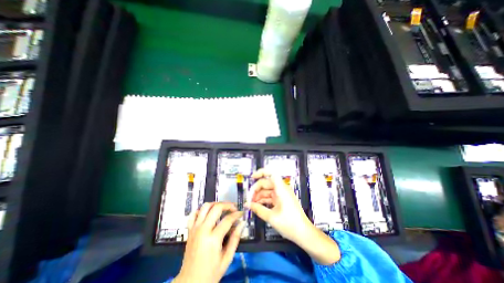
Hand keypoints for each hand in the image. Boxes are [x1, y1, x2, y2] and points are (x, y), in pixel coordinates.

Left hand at [175, 202, 245, 281]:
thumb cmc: (210, 273)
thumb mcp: (227, 259)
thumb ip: (235, 239)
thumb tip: (242, 224)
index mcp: (213, 239)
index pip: (227, 219)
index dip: (236, 214)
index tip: (241, 213)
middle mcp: (203, 230)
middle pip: (216, 208)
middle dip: (227, 205)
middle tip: (234, 208)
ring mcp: (195, 228)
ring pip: (205, 207)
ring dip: (215, 204)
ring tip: (223, 208)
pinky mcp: (190, 230)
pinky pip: (194, 214)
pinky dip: (201, 210)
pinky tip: (208, 213)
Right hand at [248, 169, 342, 265]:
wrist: (304, 233)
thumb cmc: (290, 224)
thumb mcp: (271, 217)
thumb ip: (258, 209)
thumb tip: (247, 204)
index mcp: (281, 189)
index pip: (271, 173)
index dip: (261, 172)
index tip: (252, 177)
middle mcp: (281, 189)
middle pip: (266, 183)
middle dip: (256, 189)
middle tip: (249, 198)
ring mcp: (281, 194)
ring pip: (267, 190)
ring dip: (259, 195)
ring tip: (251, 204)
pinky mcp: (281, 199)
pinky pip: (270, 196)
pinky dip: (263, 200)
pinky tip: (257, 206)